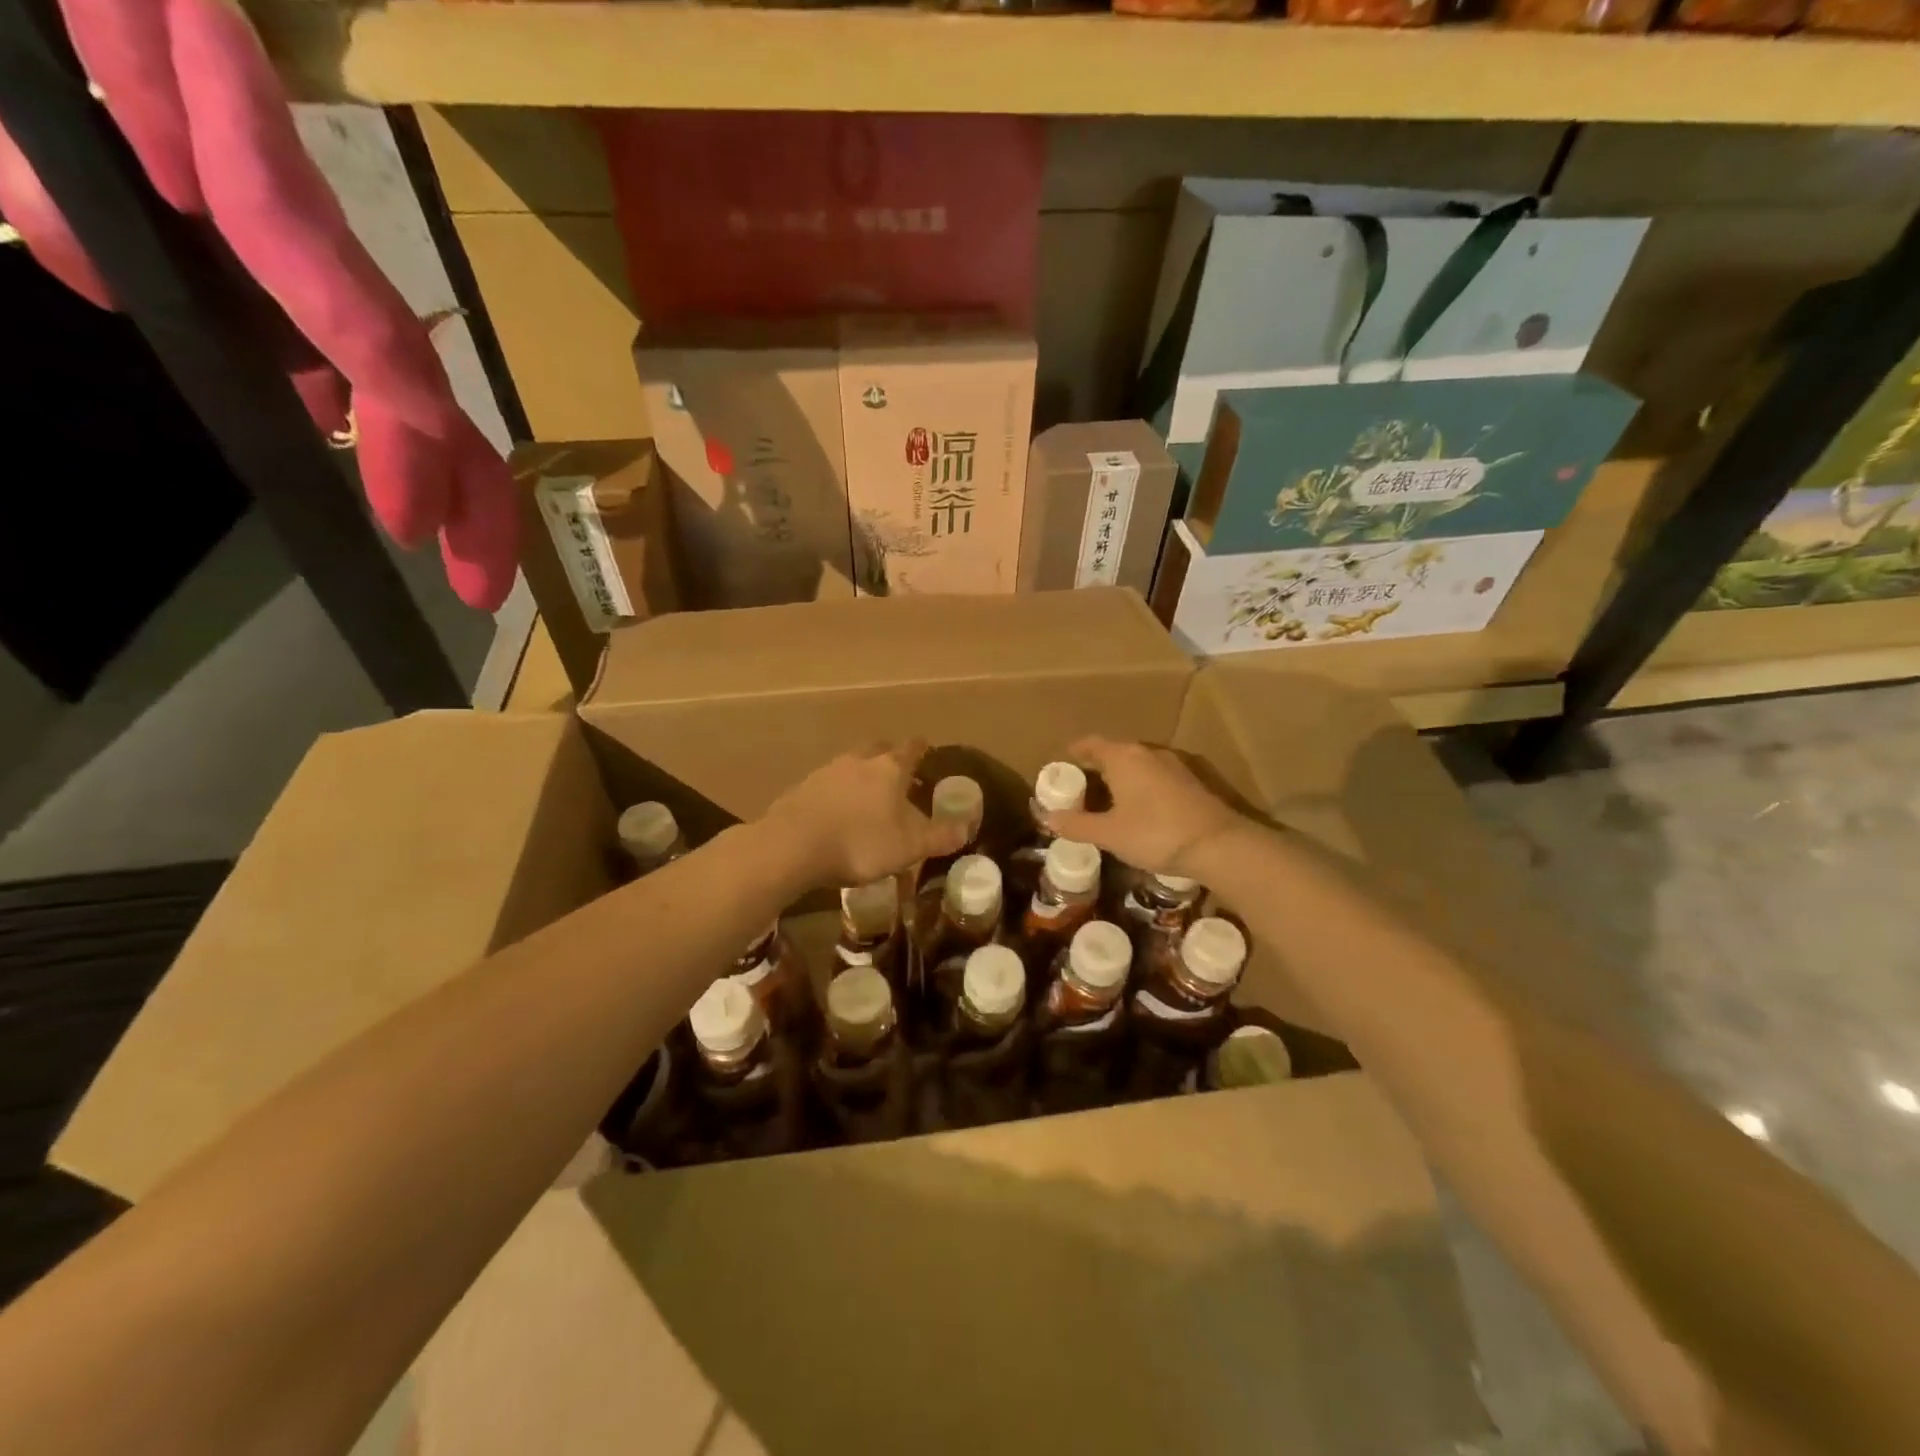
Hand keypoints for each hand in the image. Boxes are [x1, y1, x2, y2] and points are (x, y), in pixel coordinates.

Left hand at [763, 741, 967, 888]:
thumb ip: (938, 837)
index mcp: (889, 768)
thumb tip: (965, 829)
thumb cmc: (860, 842)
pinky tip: (837, 814)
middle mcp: (858, 761)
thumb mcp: (908, 847)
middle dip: (889, 758)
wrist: (792, 845)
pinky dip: (837, 794)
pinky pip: (827, 784)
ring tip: (868, 799)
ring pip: (851, 765)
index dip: (921, 749)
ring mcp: (827, 772)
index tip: (927, 750)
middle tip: (899, 775)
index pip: (911, 748)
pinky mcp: (802, 789)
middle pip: (878, 749)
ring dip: (861, 776)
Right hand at [1042, 737, 1243, 878]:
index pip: (1091, 743)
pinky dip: (1139, 785)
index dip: (1075, 751)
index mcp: (1123, 757)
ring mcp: (1172, 766)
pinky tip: (1138, 808)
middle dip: (1095, 765)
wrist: (1218, 845)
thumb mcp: (1109, 833)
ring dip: (1119, 776)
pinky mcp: (1189, 782)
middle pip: (1114, 751)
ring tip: (1106, 798)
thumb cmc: (1155, 833)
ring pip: (1136, 764)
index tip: (1063, 761)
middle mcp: (1147, 753)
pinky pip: (1154, 776)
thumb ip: (1077, 824)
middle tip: (1079, 785)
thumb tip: (1048, 818)